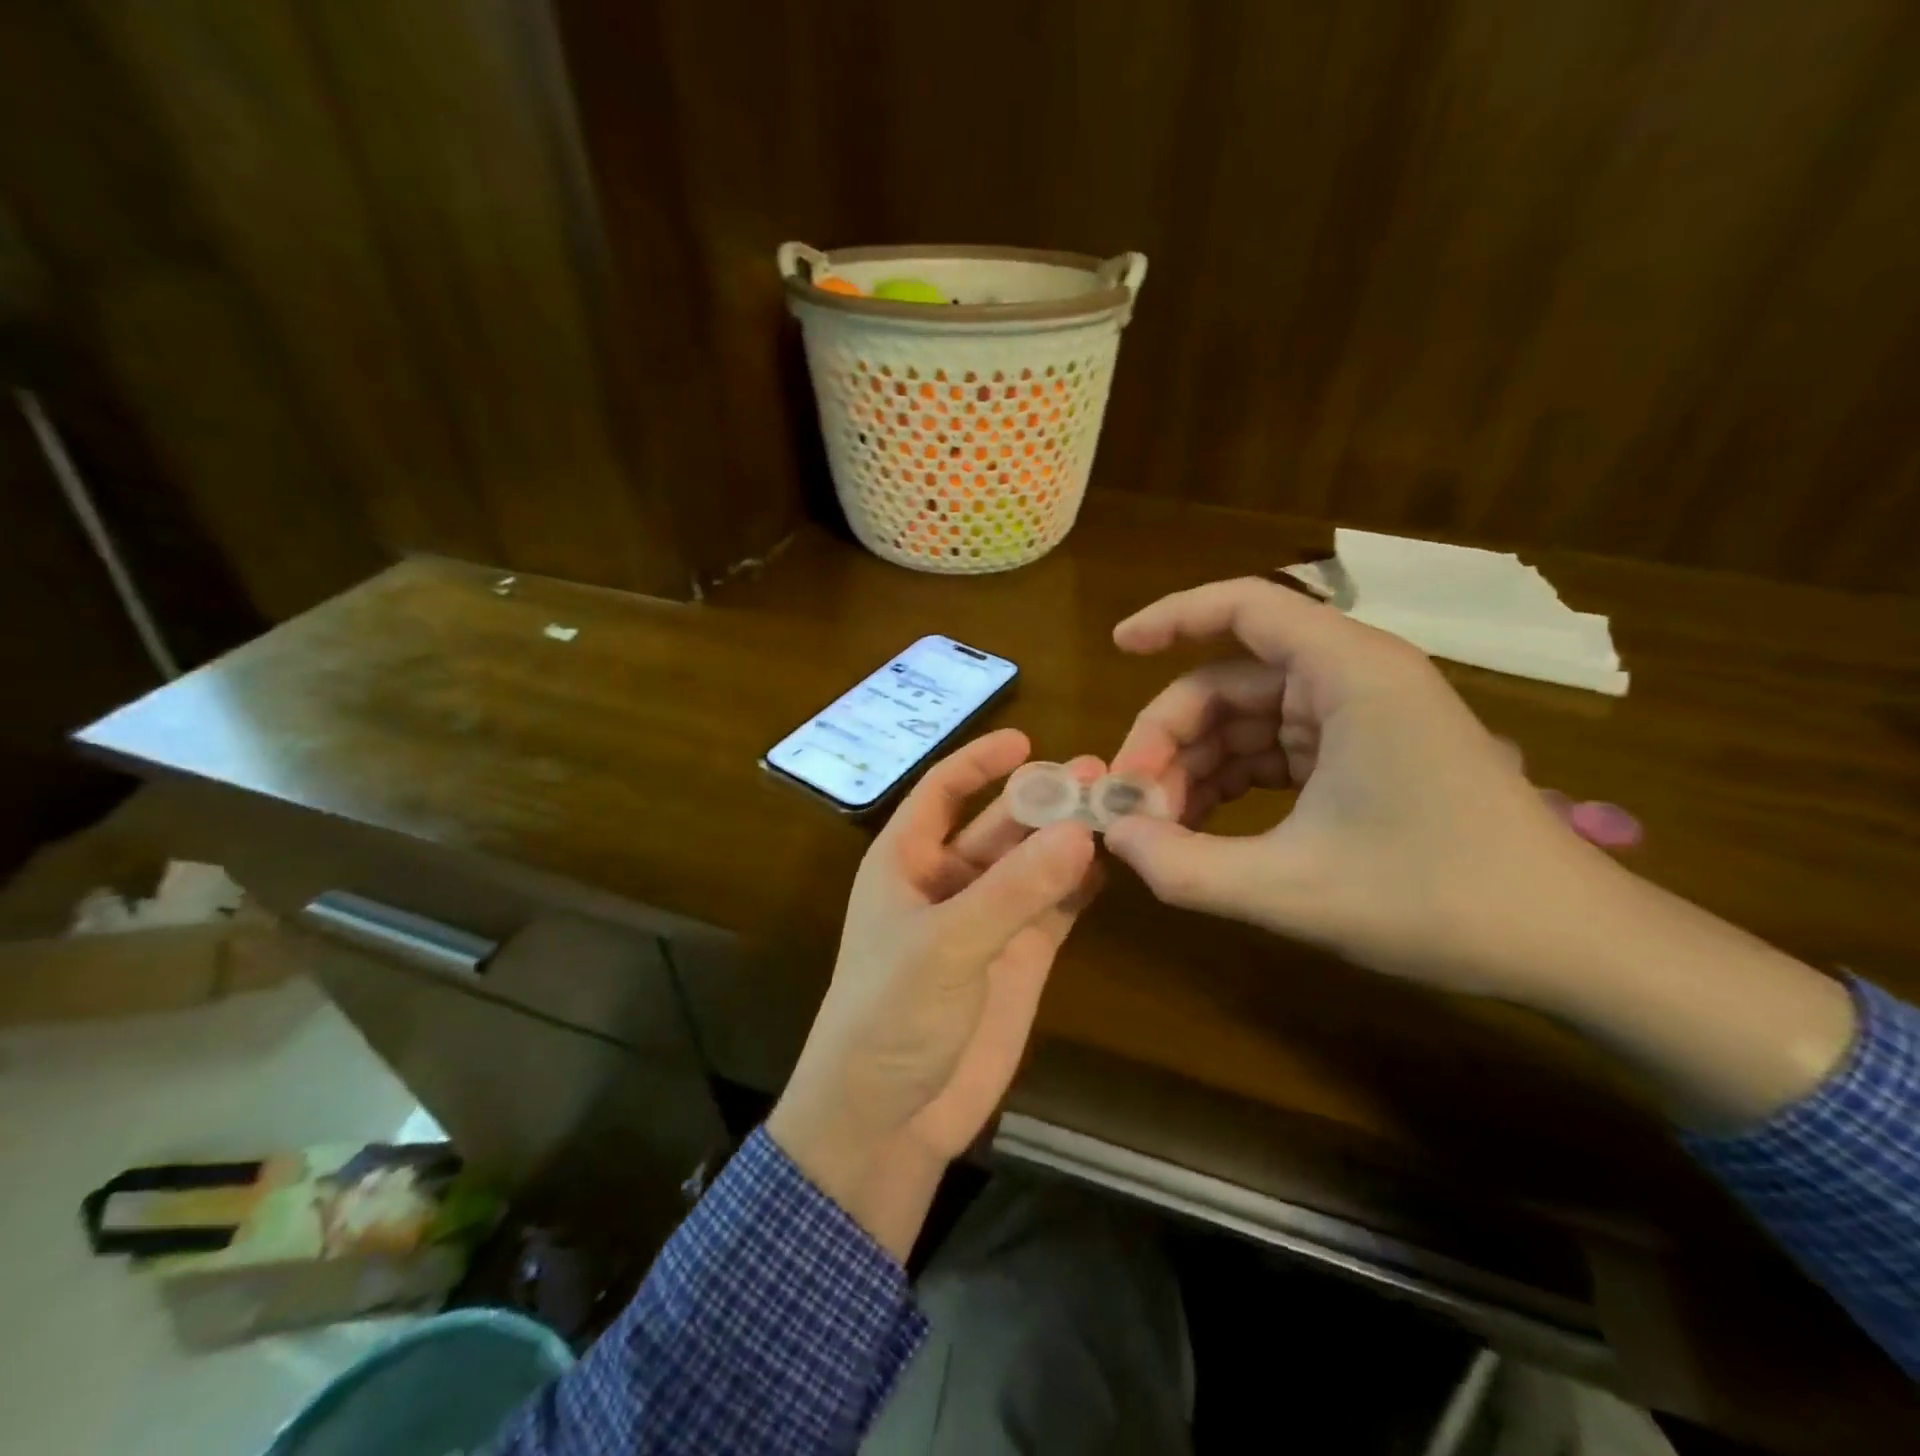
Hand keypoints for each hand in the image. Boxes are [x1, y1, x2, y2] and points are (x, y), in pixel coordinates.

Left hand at [769, 730, 1101, 1256]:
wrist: (886, 1119)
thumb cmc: (888, 1017)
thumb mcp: (943, 946)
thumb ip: (1012, 891)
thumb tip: (1080, 831)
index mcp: (905, 862)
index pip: (941, 792)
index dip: (978, 763)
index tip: (1026, 739)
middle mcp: (947, 881)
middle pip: (1000, 824)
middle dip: (1045, 799)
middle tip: (1102, 773)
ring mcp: (987, 920)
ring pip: (1034, 863)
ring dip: (1071, 837)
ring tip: (1121, 805)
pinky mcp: (1020, 958)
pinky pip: (1054, 906)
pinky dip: (1081, 884)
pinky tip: (1115, 861)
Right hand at [1102, 577, 1596, 997]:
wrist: (1571, 947)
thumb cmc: (1440, 901)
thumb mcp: (1293, 890)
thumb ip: (1186, 866)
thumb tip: (1113, 838)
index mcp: (1350, 674)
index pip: (1244, 607)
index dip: (1172, 618)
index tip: (1116, 648)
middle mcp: (1354, 679)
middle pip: (1228, 680)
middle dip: (1171, 739)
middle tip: (1131, 806)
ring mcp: (1361, 718)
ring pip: (1246, 722)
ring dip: (1195, 770)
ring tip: (1161, 832)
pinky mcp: (1364, 755)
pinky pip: (1274, 753)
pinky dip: (1231, 785)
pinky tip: (1203, 832)